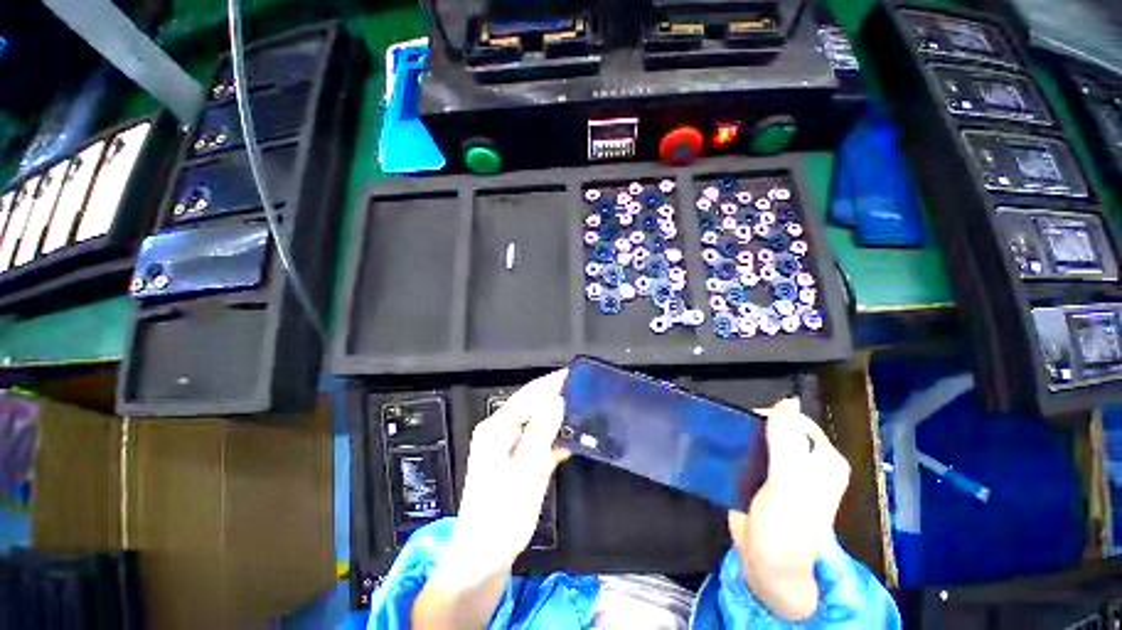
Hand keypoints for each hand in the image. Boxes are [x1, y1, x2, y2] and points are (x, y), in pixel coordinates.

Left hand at [450, 368, 569, 573]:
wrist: (483, 558)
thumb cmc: (501, 515)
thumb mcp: (525, 471)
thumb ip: (541, 432)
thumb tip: (556, 400)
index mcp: (497, 429)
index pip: (528, 395)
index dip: (551, 382)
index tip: (573, 374)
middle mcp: (499, 432)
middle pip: (531, 405)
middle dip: (555, 396)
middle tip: (582, 391)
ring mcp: (507, 447)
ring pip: (536, 423)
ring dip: (556, 417)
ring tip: (580, 410)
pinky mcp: (515, 462)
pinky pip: (537, 441)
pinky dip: (553, 438)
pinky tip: (570, 441)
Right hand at [728, 398, 849, 620]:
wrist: (767, 566)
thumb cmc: (786, 528)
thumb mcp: (789, 482)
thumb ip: (786, 440)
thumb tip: (787, 399)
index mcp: (823, 460)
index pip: (796, 421)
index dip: (771, 417)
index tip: (744, 423)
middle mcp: (807, 462)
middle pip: (777, 428)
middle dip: (754, 427)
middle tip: (733, 434)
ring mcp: (785, 472)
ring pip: (762, 439)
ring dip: (743, 437)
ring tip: (724, 439)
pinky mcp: (764, 479)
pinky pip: (751, 453)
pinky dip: (738, 448)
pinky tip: (724, 450)